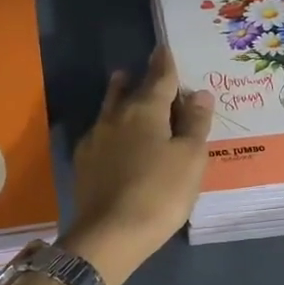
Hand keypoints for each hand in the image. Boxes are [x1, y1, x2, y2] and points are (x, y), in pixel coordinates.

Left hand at [63, 46, 212, 284]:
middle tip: (142, 70)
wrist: (110, 234)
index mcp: (145, 110)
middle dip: (137, 78)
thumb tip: (199, 93)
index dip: (165, 64)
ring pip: (109, 109)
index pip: (159, 78)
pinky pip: (101, 134)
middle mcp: (116, 117)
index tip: (165, 49)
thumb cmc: (160, 193)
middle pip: (127, 90)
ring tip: (123, 90)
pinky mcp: (84, 164)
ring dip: (119, 97)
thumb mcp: (190, 158)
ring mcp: (96, 140)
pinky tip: (114, 139)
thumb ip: (195, 123)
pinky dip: (112, 128)